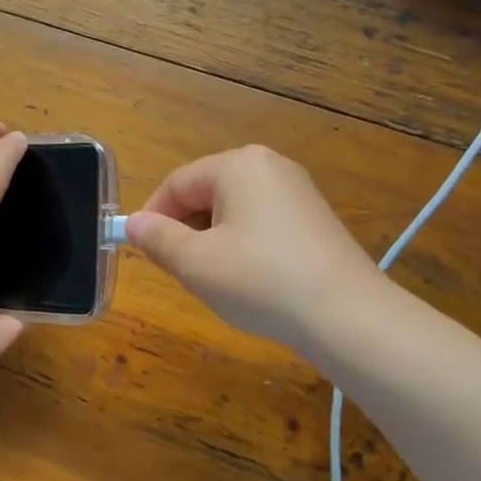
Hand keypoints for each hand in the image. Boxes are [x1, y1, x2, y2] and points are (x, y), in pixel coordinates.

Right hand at [124, 145, 385, 351]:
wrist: (347, 315)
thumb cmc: (259, 280)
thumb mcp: (195, 263)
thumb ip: (157, 238)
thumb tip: (133, 223)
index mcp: (237, 164)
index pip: (176, 183)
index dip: (152, 217)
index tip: (143, 252)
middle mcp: (269, 166)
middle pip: (206, 192)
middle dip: (185, 229)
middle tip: (179, 270)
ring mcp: (297, 190)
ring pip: (233, 209)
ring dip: (212, 240)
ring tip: (215, 279)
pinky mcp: (314, 218)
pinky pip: (261, 222)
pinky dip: (243, 245)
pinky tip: (249, 279)